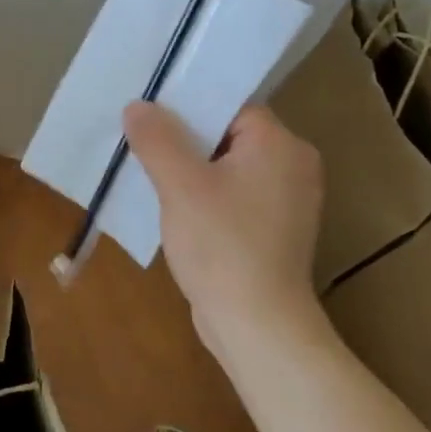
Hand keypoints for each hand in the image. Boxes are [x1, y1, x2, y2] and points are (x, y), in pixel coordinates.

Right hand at [123, 100, 329, 367]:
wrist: (257, 325)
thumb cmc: (222, 245)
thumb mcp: (180, 184)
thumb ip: (157, 138)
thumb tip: (137, 105)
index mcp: (280, 145)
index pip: (231, 105)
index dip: (188, 105)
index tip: (149, 111)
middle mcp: (292, 166)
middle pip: (227, 134)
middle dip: (183, 138)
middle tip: (140, 139)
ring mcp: (286, 201)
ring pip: (226, 167)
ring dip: (189, 169)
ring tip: (147, 170)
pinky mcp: (272, 230)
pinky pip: (231, 195)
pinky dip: (203, 195)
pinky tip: (171, 205)